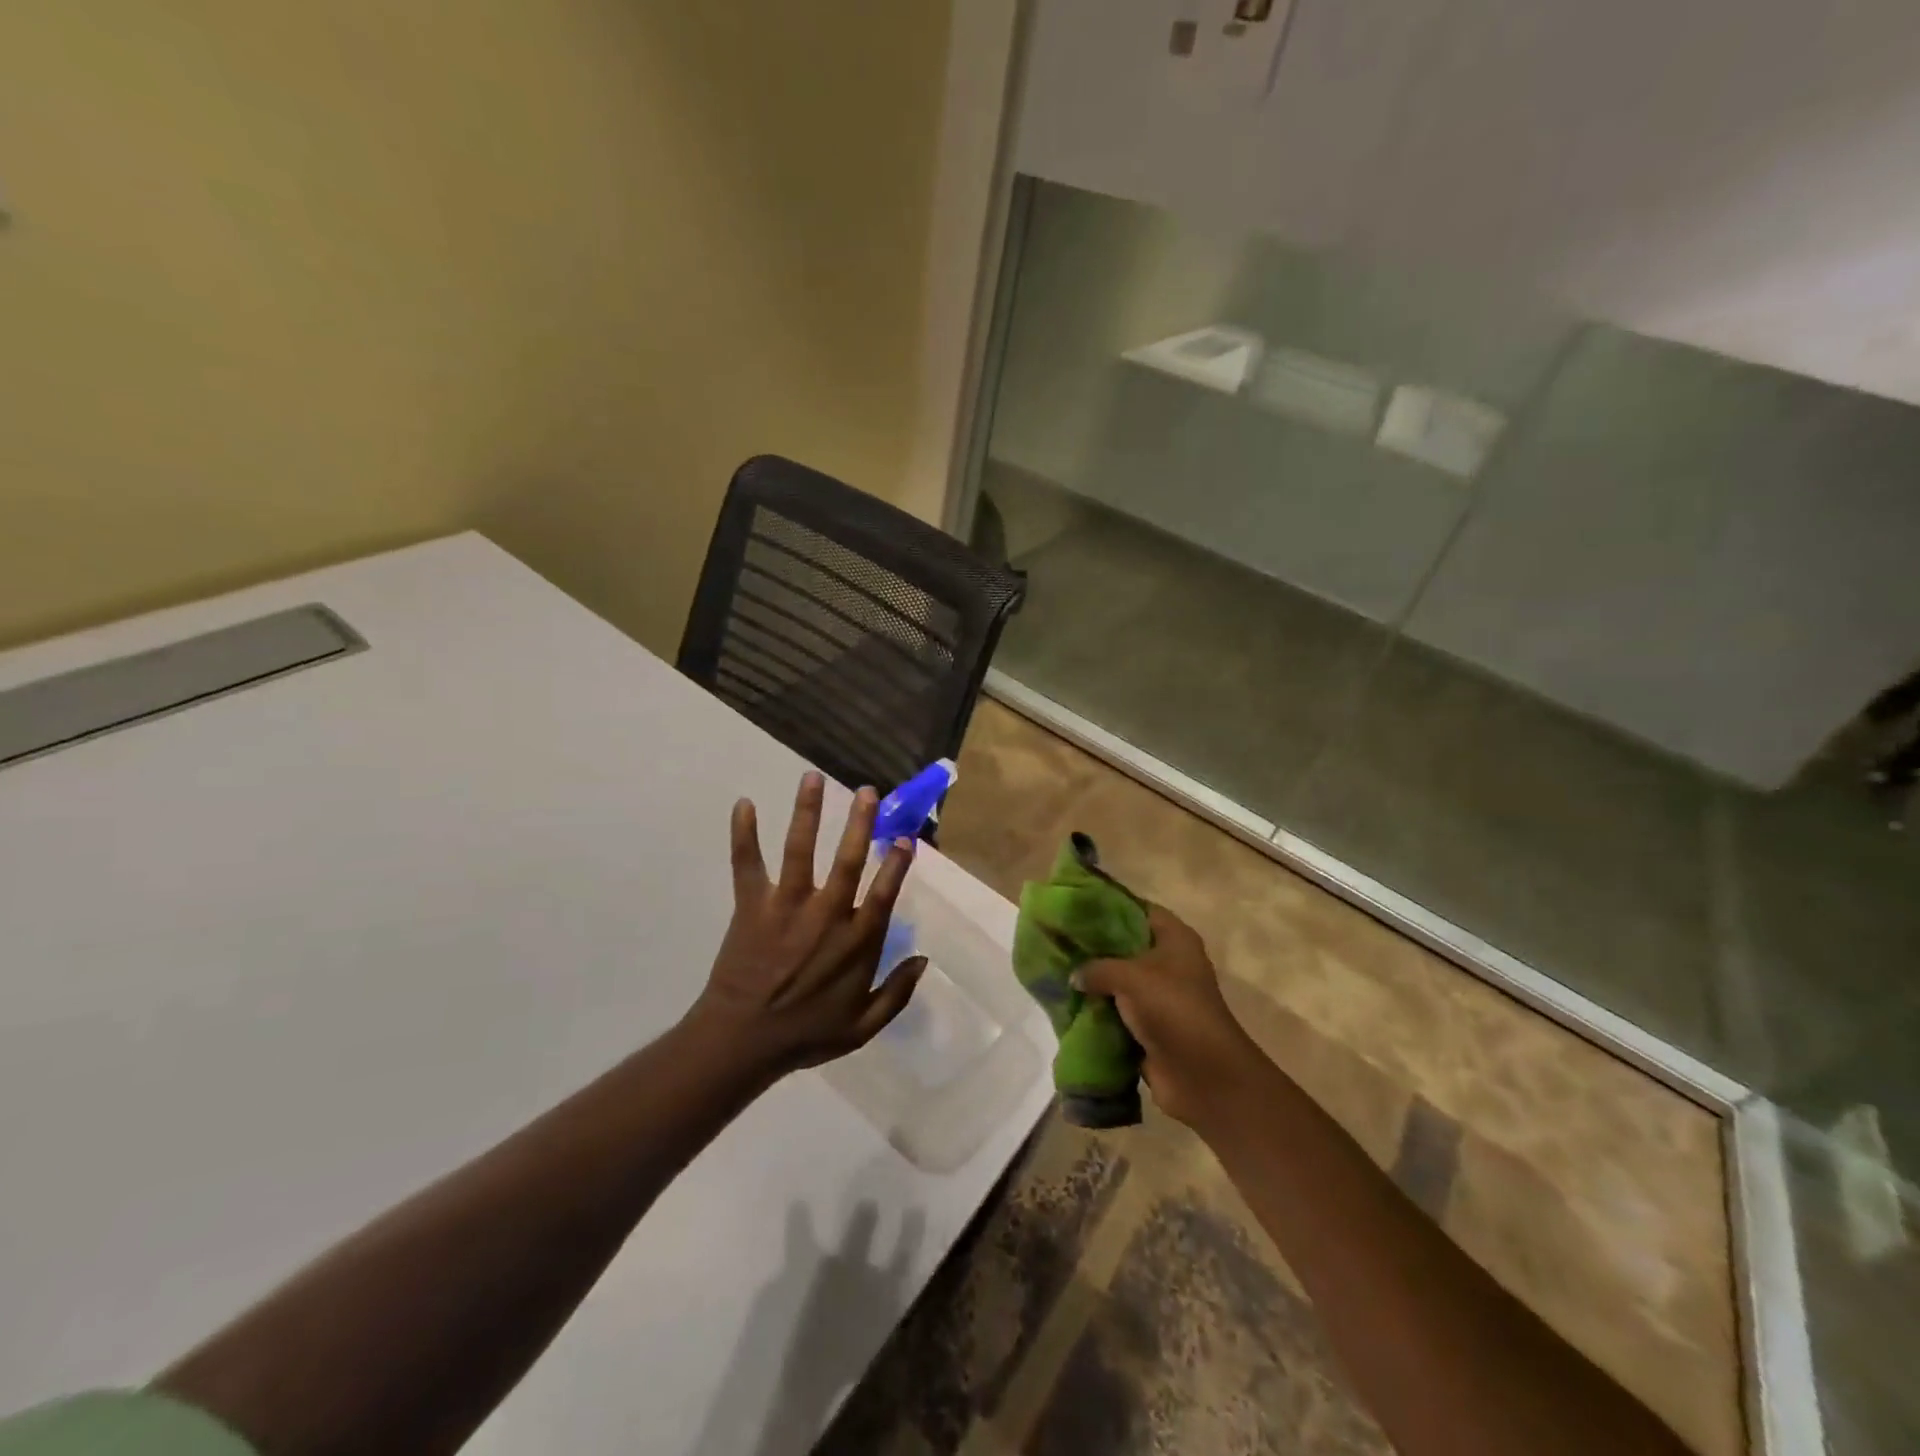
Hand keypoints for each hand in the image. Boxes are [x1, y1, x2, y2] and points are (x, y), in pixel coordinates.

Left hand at [690, 772, 925, 1077]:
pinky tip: (743, 803)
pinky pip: (747, 864)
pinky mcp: (752, 906)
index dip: (897, 863)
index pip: (884, 891)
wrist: (743, 1042)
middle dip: (860, 822)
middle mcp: (826, 914)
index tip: (906, 838)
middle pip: (848, 859)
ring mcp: (787, 906)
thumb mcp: (863, 1027)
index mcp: (857, 941)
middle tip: (867, 791)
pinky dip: (743, 834)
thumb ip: (897, 994)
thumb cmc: (806, 1034)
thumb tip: (924, 960)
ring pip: (801, 850)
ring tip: (812, 777)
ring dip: (807, 812)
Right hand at [1074, 904, 1264, 1129]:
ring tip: (1055, 969)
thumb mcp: (1131, 976)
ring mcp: (1158, 997)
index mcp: (1175, 939)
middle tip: (1058, 938)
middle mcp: (1168, 963)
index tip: (1075, 905)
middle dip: (1094, 945)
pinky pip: (1116, 1011)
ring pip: (1118, 980)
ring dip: (1093, 981)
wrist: (1202, 1075)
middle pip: (1125, 945)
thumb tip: (1074, 976)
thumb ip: (1097, 967)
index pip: (1138, 910)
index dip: (1109, 905)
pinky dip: (1097, 1010)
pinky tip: (1067, 1003)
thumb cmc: (1173, 1009)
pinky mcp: (1149, 1027)